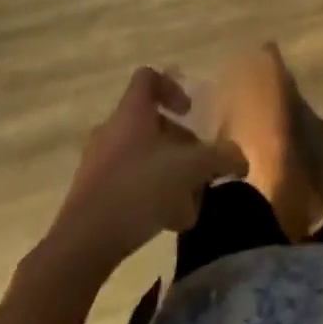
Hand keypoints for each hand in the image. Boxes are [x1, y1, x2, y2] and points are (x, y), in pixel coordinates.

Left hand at [48, 68, 245, 270]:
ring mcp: (98, 163)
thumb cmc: (138, 190)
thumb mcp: (189, 169)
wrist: (81, 245)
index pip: (148, 78)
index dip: (172, 87)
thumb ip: (219, 158)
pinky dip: (150, 195)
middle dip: (179, 145)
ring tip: (189, 204)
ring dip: (168, 174)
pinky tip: (167, 223)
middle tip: (198, 168)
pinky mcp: (91, 196)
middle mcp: (112, 130)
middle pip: (150, 124)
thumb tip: (240, 158)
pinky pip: (127, 184)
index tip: (190, 112)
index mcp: (131, 112)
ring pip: (141, 157)